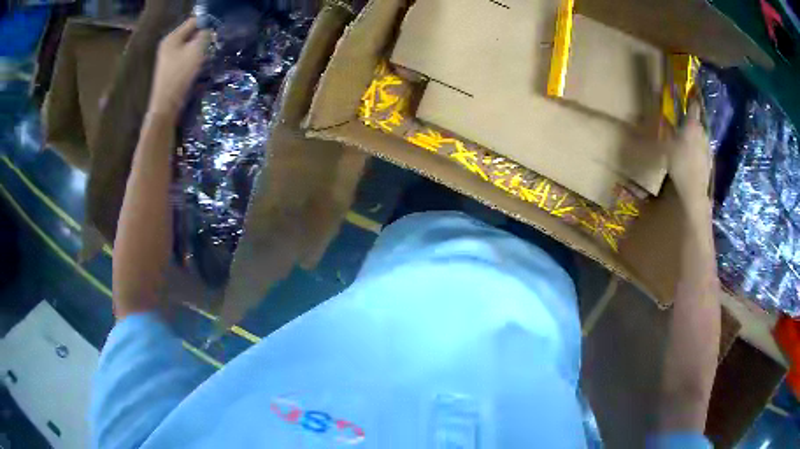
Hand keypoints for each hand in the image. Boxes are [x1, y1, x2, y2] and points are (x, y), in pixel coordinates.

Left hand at [149, 18, 210, 119]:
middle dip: (204, 38)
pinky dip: (195, 59)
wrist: (166, 106)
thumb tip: (209, 30)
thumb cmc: (179, 76)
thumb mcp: (196, 51)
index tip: (218, 31)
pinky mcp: (172, 69)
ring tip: (208, 56)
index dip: (207, 23)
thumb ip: (204, 36)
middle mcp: (169, 45)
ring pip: (190, 46)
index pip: (193, 21)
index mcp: (172, 38)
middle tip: (214, 44)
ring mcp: (169, 58)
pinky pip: (187, 57)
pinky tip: (200, 66)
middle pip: (191, 34)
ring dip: (201, 49)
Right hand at [667, 101, 712, 202]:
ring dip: (696, 138)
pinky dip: (698, 152)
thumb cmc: (679, 165)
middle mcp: (703, 134)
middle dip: (692, 122)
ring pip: (702, 138)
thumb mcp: (665, 148)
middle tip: (683, 124)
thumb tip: (648, 122)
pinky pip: (703, 152)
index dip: (691, 100)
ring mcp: (708, 150)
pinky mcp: (709, 164)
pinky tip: (692, 159)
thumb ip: (662, 133)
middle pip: (698, 123)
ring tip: (687, 142)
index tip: (690, 96)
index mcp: (693, 126)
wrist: (694, 192)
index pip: (694, 107)